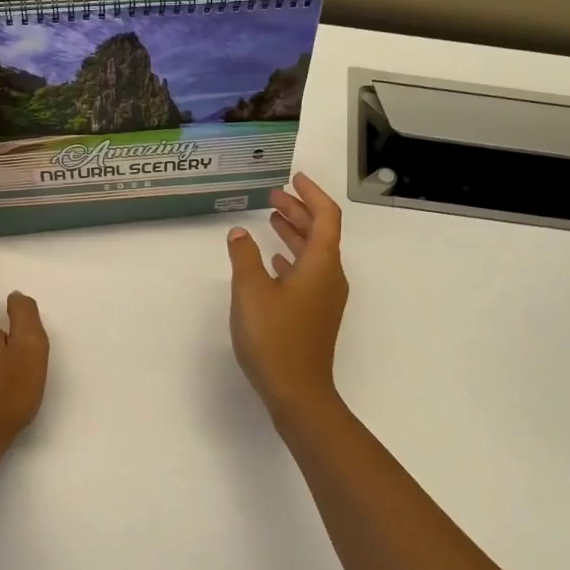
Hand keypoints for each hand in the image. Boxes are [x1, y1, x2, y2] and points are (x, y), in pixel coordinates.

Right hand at [225, 174, 348, 422]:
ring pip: (312, 254)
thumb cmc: (275, 337)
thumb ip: (244, 256)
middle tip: (273, 195)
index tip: (294, 178)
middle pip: (320, 233)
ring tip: (270, 219)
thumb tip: (239, 233)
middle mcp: (330, 276)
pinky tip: (272, 261)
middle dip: (298, 211)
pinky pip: (307, 274)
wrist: (298, 392)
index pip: (326, 216)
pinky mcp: (316, 315)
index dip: (311, 194)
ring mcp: (325, 298)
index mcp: (321, 264)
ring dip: (293, 234)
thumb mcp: (251, 291)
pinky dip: (291, 259)